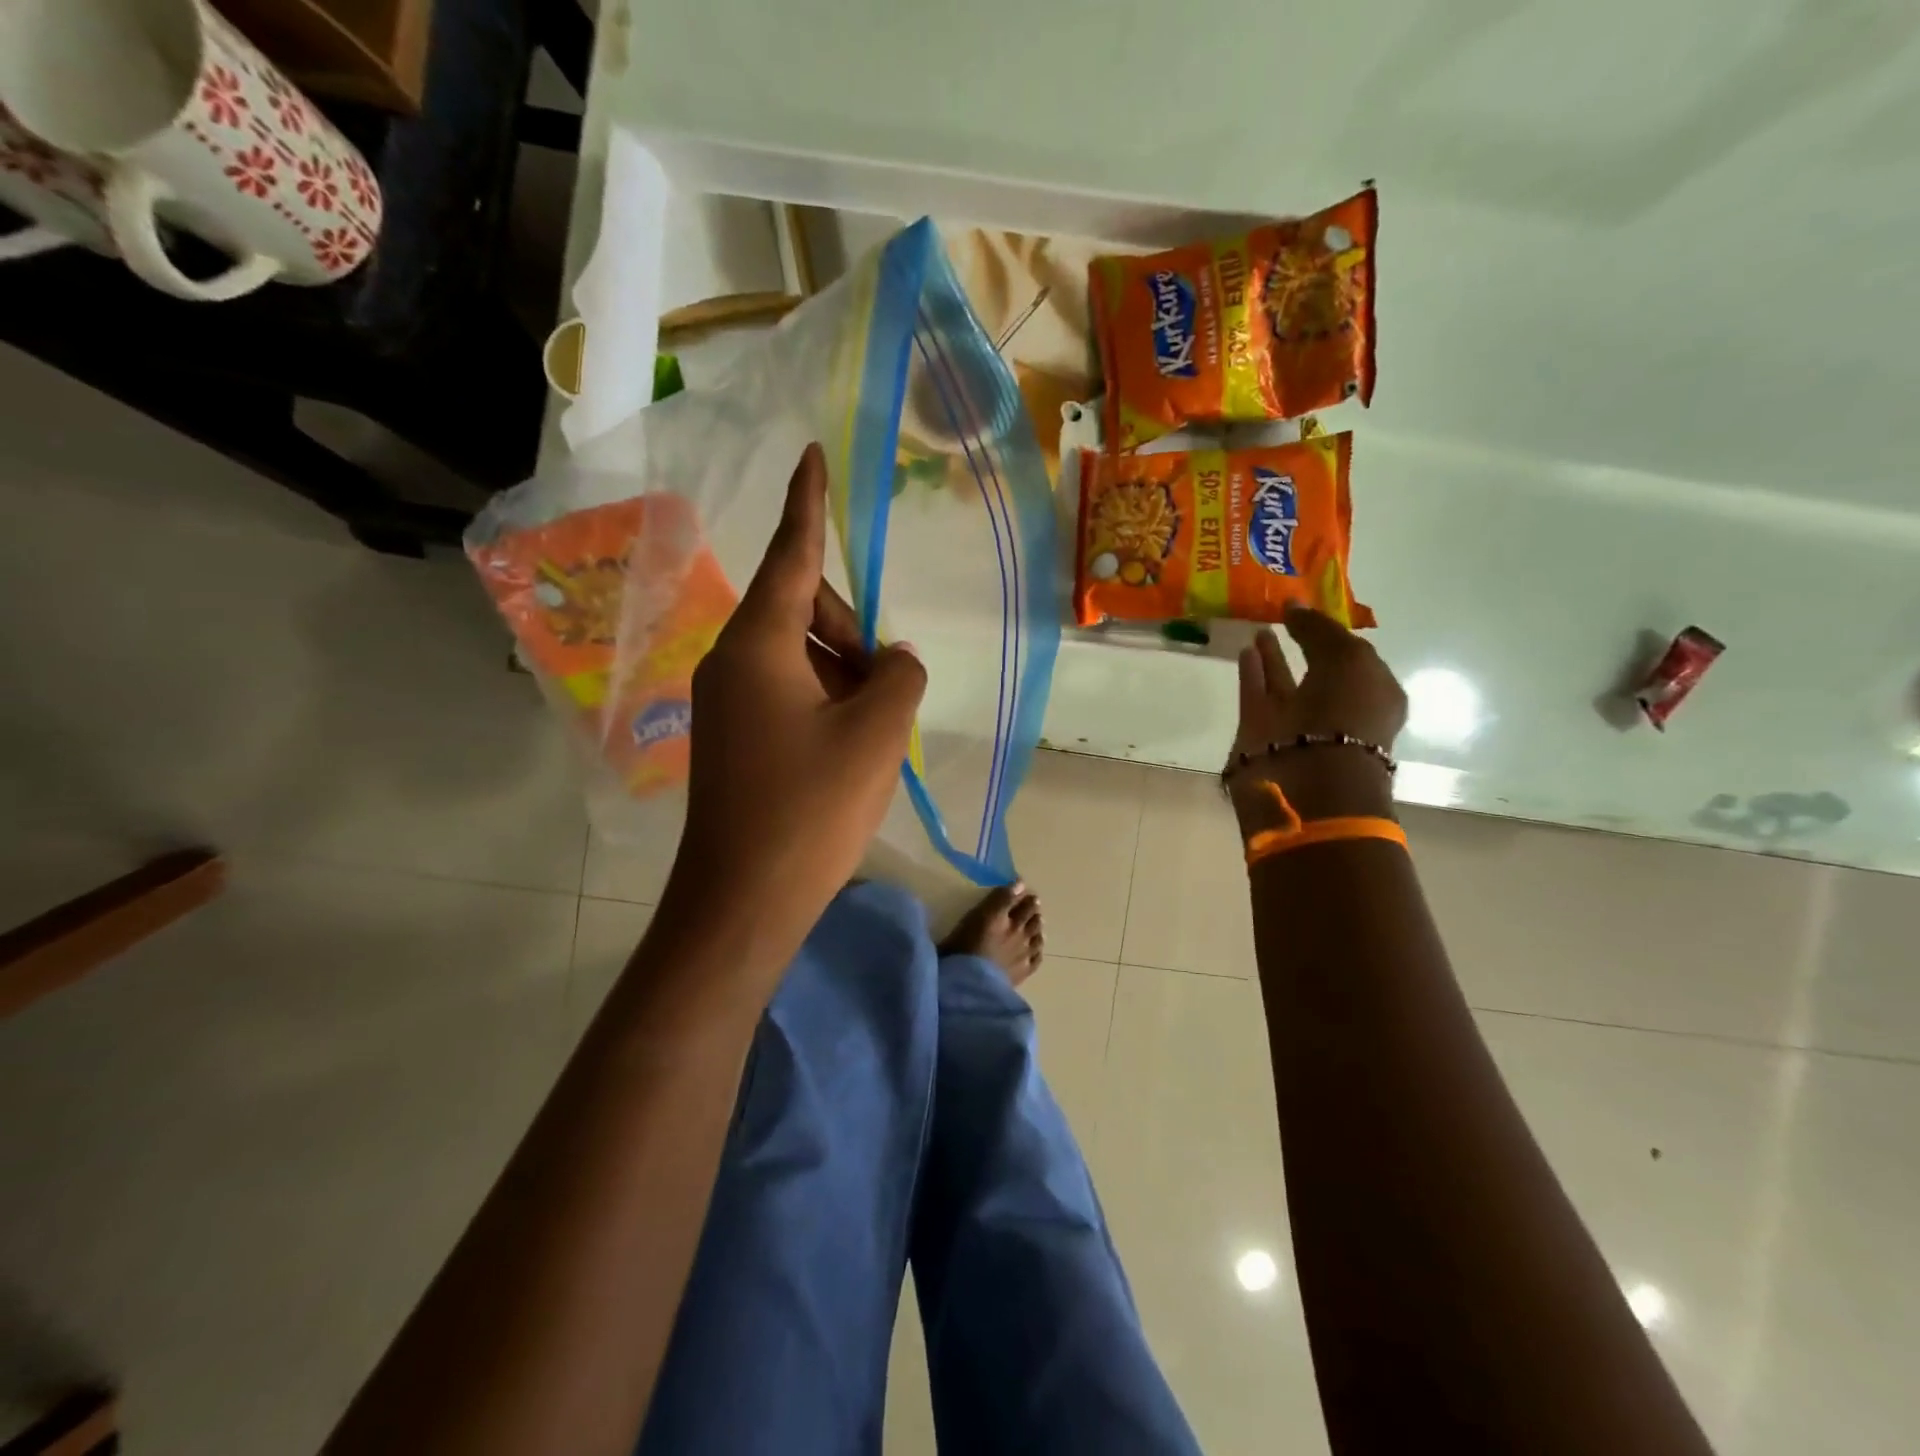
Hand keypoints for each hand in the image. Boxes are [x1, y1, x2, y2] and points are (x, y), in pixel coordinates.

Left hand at [664, 443, 925, 978]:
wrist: (742, 900)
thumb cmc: (810, 809)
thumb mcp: (876, 733)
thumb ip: (899, 675)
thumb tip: (895, 659)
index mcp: (759, 644)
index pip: (792, 556)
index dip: (808, 504)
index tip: (811, 455)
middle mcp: (733, 661)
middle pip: (804, 611)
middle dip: (854, 633)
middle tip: (890, 685)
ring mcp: (728, 702)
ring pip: (800, 657)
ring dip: (846, 676)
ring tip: (875, 729)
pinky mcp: (734, 737)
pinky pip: (788, 693)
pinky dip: (827, 702)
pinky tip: (850, 747)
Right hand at [1229, 606, 1406, 831]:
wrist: (1310, 777)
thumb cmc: (1345, 714)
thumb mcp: (1348, 660)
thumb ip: (1321, 630)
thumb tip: (1295, 606)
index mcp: (1372, 694)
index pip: (1354, 656)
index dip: (1334, 633)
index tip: (1314, 610)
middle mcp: (1336, 709)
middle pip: (1318, 670)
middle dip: (1304, 644)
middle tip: (1285, 618)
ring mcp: (1297, 722)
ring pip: (1284, 683)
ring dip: (1274, 658)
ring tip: (1260, 630)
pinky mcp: (1262, 732)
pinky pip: (1257, 694)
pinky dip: (1252, 674)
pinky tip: (1246, 650)